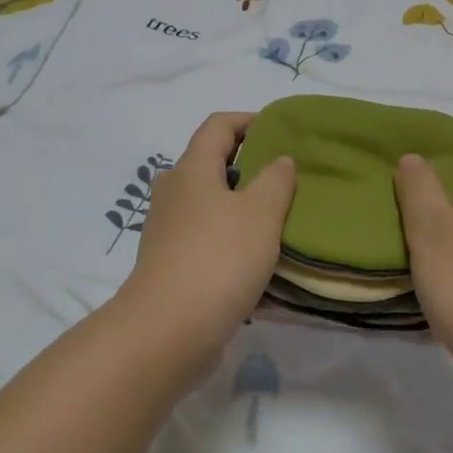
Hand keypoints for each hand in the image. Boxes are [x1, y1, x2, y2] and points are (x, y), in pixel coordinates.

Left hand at [119, 112, 295, 362]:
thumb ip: (276, 180)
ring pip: (210, 206)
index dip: (249, 120)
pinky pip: (207, 242)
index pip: (218, 125)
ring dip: (242, 209)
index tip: (281, 131)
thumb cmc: (218, 259)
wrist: (167, 332)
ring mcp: (167, 230)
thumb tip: (278, 160)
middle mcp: (173, 192)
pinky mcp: (169, 265)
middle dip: (248, 168)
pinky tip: (260, 266)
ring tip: (279, 224)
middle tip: (285, 180)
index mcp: (191, 169)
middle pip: (211, 165)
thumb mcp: (261, 213)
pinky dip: (232, 244)